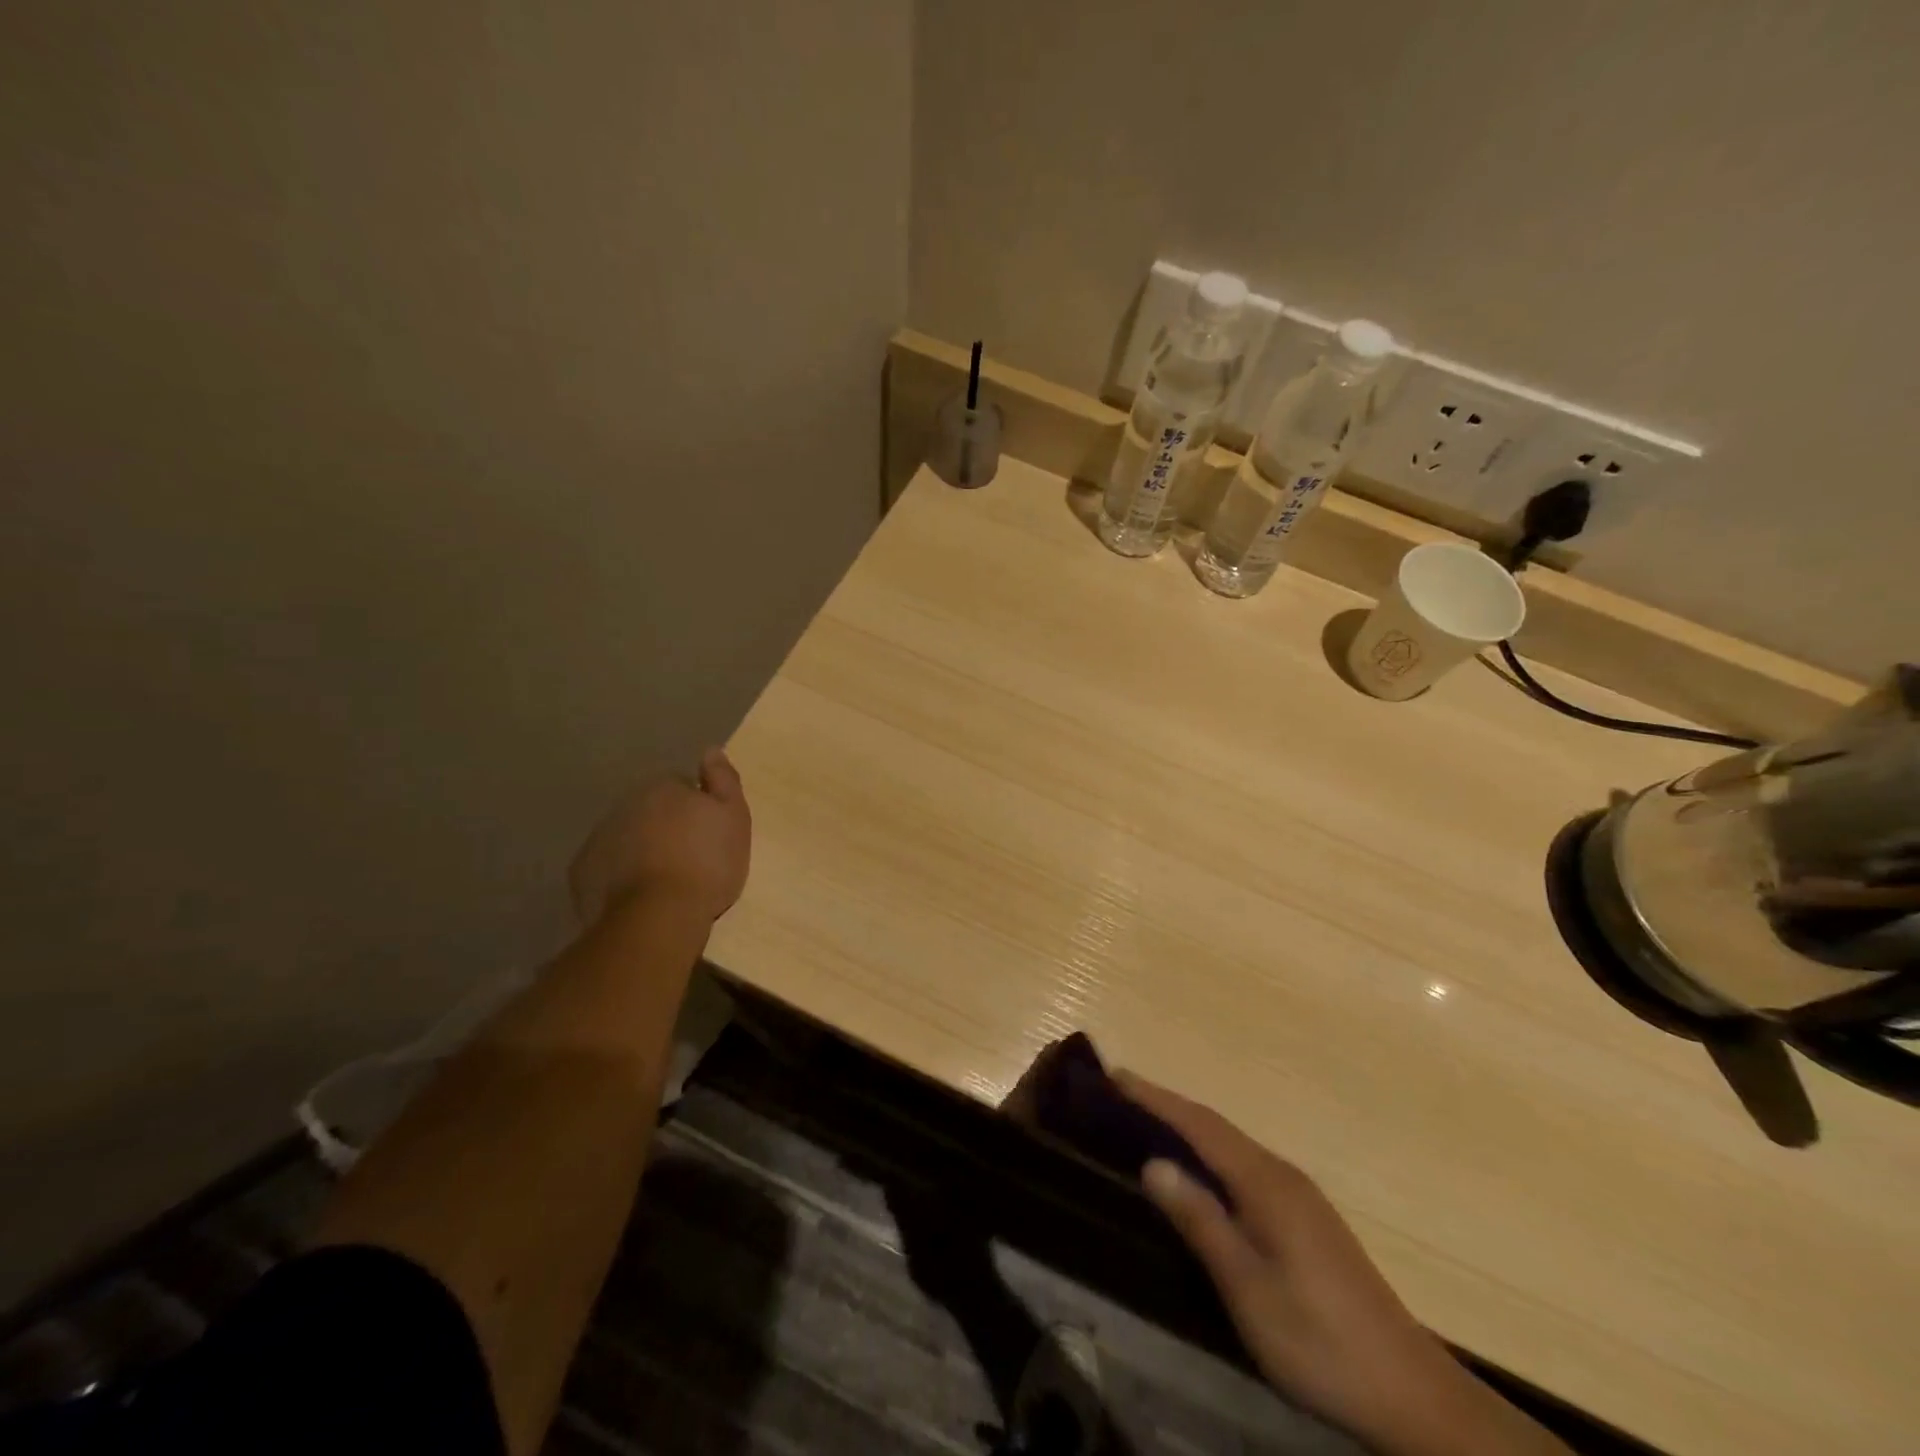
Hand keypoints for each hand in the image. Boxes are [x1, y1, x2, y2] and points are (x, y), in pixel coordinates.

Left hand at [569, 748, 751, 925]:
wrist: (658, 916)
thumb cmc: (706, 863)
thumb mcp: (734, 817)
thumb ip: (723, 779)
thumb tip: (711, 750)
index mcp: (662, 787)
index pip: (681, 787)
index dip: (698, 810)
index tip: (709, 835)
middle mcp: (625, 804)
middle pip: (651, 811)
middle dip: (667, 828)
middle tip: (691, 860)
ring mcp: (598, 837)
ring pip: (627, 837)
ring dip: (642, 851)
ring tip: (665, 882)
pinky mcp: (582, 872)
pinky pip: (607, 867)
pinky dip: (620, 876)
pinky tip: (639, 896)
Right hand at [1115, 1072, 1568, 1455]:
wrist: (1412, 1395)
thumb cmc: (1320, 1342)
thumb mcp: (1249, 1290)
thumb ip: (1201, 1222)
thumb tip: (1152, 1162)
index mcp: (1265, 1182)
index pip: (1199, 1124)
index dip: (1155, 1098)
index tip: (1114, 1075)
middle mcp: (1281, 1173)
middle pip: (1214, 1126)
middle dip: (1166, 1105)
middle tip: (1118, 1094)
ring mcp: (1298, 1194)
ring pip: (1230, 1144)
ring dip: (1187, 1127)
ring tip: (1145, 1123)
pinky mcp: (1306, 1216)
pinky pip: (1244, 1164)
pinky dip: (1209, 1152)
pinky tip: (1198, 1171)